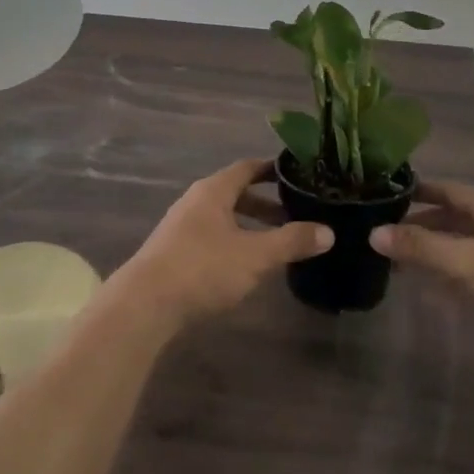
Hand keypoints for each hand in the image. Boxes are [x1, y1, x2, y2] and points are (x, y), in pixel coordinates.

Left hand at [112, 159, 331, 336]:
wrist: (144, 305)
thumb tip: (328, 231)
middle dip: (266, 204)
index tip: (297, 174)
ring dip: (250, 226)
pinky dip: (234, 243)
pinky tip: (246, 266)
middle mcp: (195, 201)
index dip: (272, 169)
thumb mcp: (255, 255)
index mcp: (214, 191)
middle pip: (236, 193)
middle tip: (295, 214)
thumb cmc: (203, 269)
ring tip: (276, 243)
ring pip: (224, 218)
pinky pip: (212, 237)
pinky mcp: (174, 253)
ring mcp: (181, 227)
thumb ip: (291, 241)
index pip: (247, 168)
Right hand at [370, 181, 473, 367]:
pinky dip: (454, 273)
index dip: (416, 191)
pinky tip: (435, 289)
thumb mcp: (466, 263)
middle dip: (421, 226)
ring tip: (401, 263)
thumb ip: (420, 248)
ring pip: (465, 244)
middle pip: (454, 217)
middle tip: (385, 237)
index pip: (447, 189)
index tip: (384, 196)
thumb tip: (374, 232)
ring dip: (436, 252)